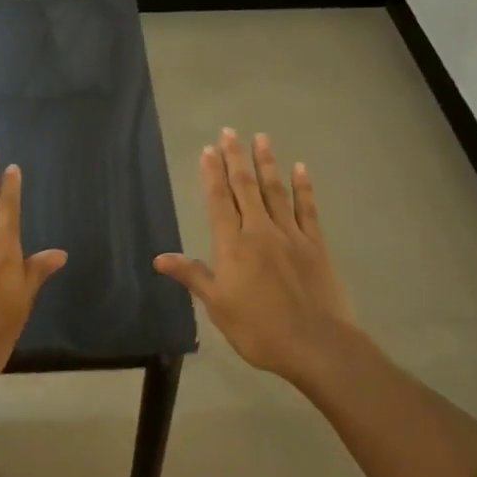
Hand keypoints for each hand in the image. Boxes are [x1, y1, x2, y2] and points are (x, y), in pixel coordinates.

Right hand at [154, 128, 356, 386]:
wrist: (316, 344)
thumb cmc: (259, 329)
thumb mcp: (218, 307)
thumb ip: (193, 276)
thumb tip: (160, 258)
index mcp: (233, 245)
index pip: (218, 201)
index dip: (212, 174)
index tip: (207, 150)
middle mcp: (259, 231)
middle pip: (245, 187)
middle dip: (235, 159)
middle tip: (230, 132)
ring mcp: (291, 235)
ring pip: (275, 191)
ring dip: (267, 163)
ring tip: (261, 138)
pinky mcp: (315, 245)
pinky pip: (307, 209)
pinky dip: (303, 187)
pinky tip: (300, 169)